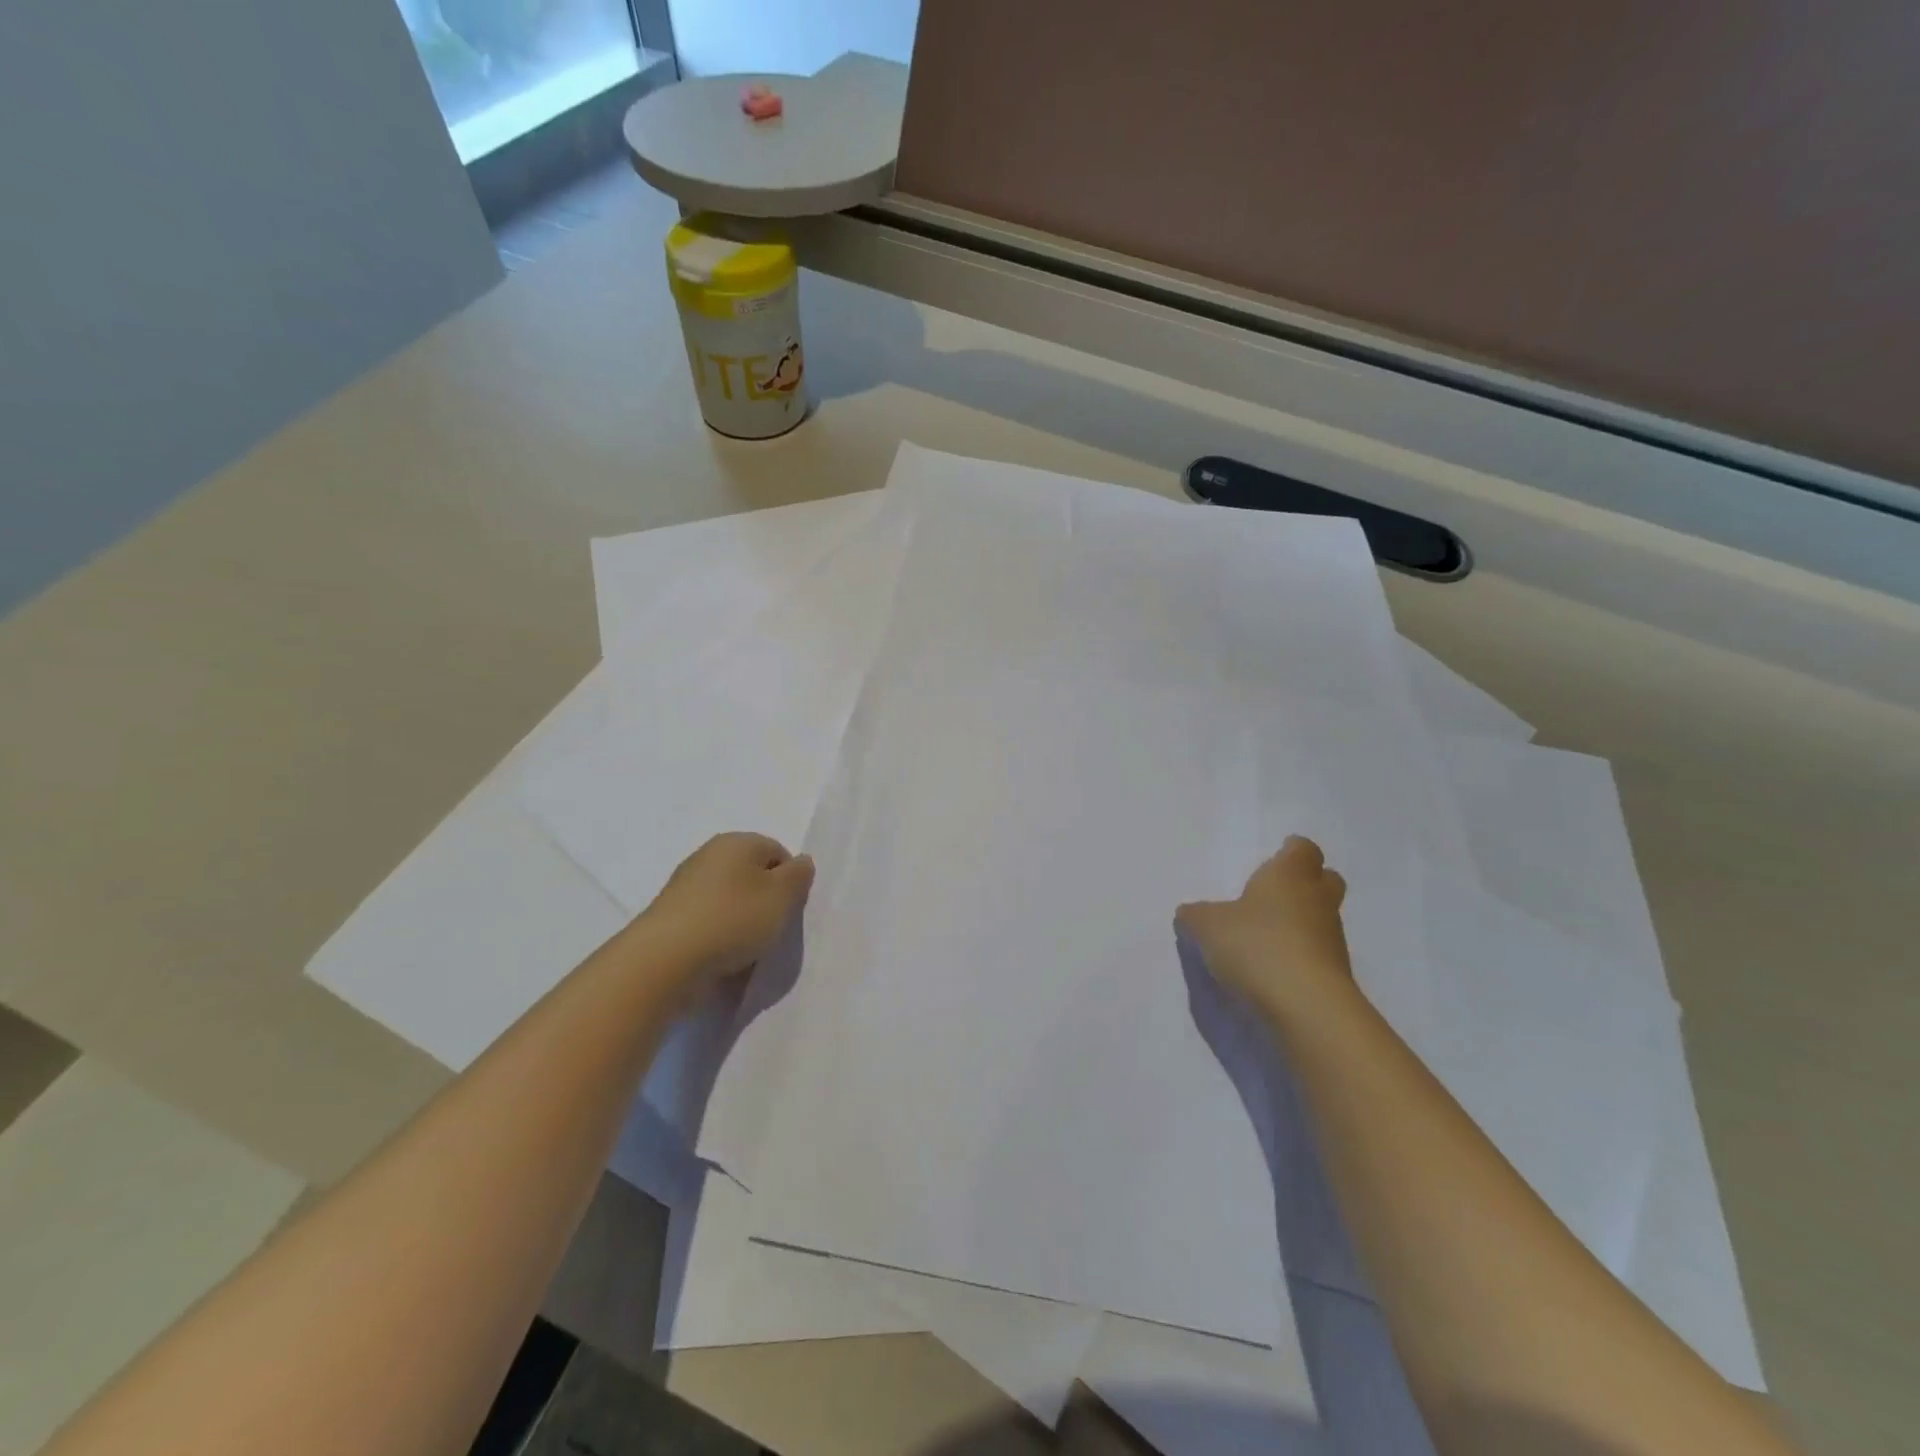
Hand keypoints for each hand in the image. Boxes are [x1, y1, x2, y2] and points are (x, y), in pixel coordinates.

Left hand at [639, 832, 814, 995]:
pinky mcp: (671, 916)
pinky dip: (719, 936)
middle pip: (752, 876)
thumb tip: (800, 863)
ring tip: (745, 949)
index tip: (788, 910)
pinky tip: (721, 957)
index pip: (778, 852)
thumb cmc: (733, 919)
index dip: (790, 881)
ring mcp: (686, 886)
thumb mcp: (782, 896)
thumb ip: (799, 876)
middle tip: (771, 928)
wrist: (665, 960)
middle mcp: (709, 855)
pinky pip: (708, 922)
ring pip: (730, 900)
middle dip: (765, 901)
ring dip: (742, 922)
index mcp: (737, 841)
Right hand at [1176, 836, 1352, 1013]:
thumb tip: (1189, 913)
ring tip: (1266, 936)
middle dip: (1306, 882)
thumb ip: (1196, 916)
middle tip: (1276, 893)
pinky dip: (1301, 955)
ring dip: (1302, 922)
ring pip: (1322, 918)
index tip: (1276, 856)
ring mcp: (1332, 938)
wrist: (1306, 1006)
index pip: (1303, 849)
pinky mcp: (1336, 974)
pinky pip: (1318, 953)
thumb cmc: (1256, 945)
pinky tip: (1274, 968)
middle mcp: (1317, 900)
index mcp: (1289, 875)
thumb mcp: (1207, 927)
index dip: (1291, 851)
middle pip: (1325, 879)